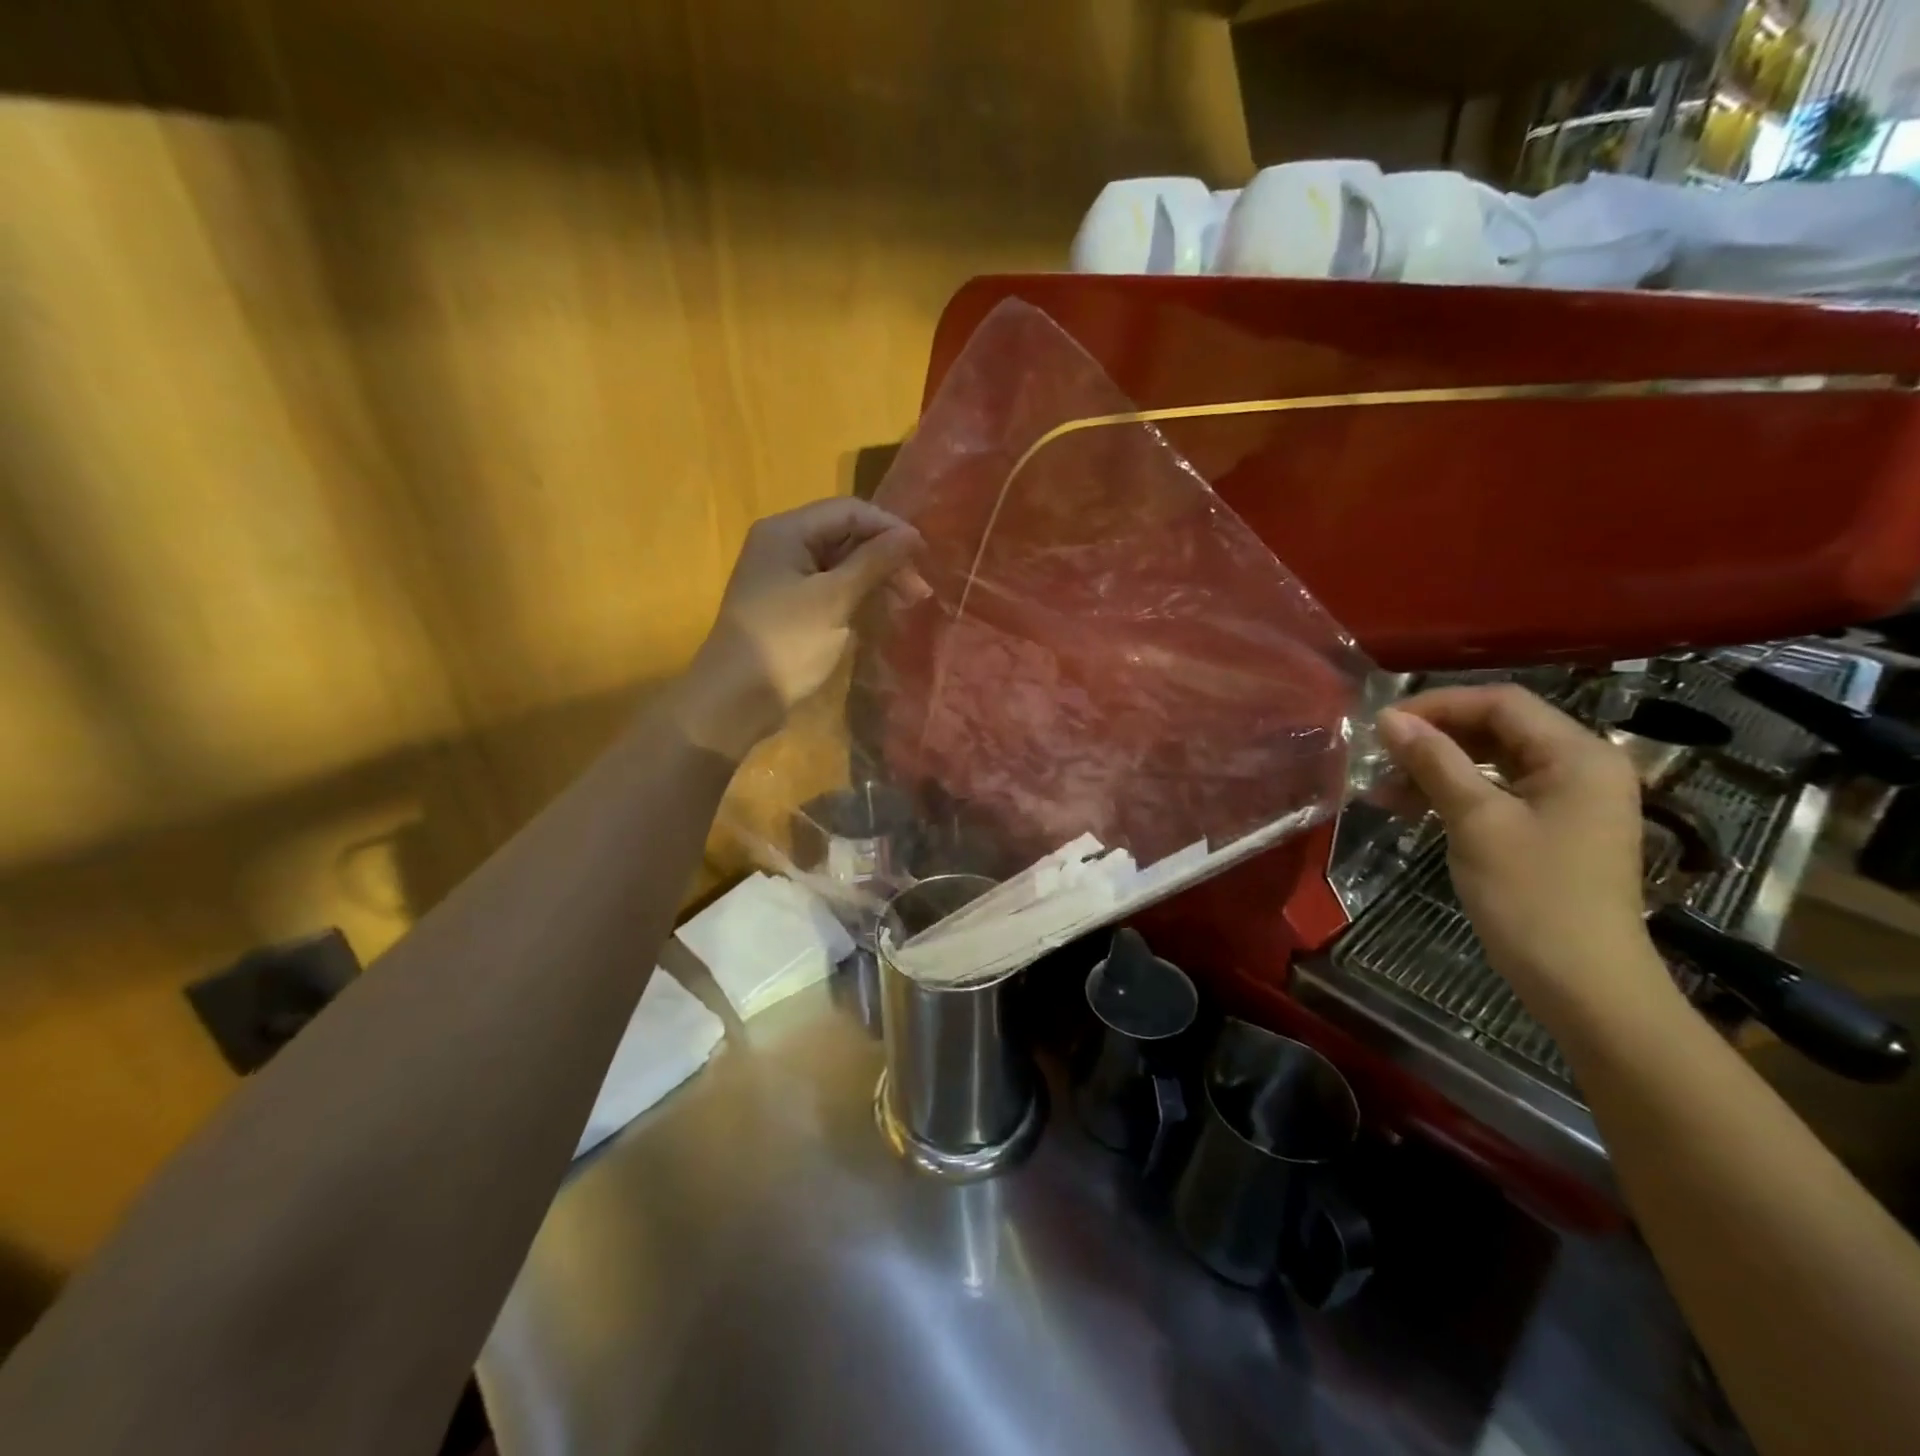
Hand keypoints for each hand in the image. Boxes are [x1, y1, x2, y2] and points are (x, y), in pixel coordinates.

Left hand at [676, 498, 922, 758]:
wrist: (735, 700)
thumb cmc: (786, 643)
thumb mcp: (834, 600)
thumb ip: (874, 562)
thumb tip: (911, 535)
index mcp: (787, 531)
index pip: (848, 511)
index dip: (888, 527)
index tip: (924, 554)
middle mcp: (783, 545)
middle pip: (845, 535)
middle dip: (885, 556)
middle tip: (920, 588)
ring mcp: (785, 578)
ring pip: (841, 564)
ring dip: (876, 578)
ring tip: (909, 601)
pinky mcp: (790, 607)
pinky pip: (831, 589)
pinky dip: (858, 596)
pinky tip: (882, 611)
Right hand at [1375, 686, 1675, 1026]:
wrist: (1583, 984)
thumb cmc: (1532, 896)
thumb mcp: (1476, 821)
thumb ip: (1434, 762)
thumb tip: (1389, 719)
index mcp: (1578, 755)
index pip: (1501, 702)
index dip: (1438, 705)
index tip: (1382, 725)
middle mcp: (1580, 767)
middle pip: (1497, 728)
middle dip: (1433, 738)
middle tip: (1378, 756)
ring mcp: (1568, 800)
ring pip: (1492, 761)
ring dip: (1436, 767)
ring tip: (1382, 788)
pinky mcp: (1551, 828)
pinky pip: (1496, 792)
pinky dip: (1452, 793)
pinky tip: (1409, 807)